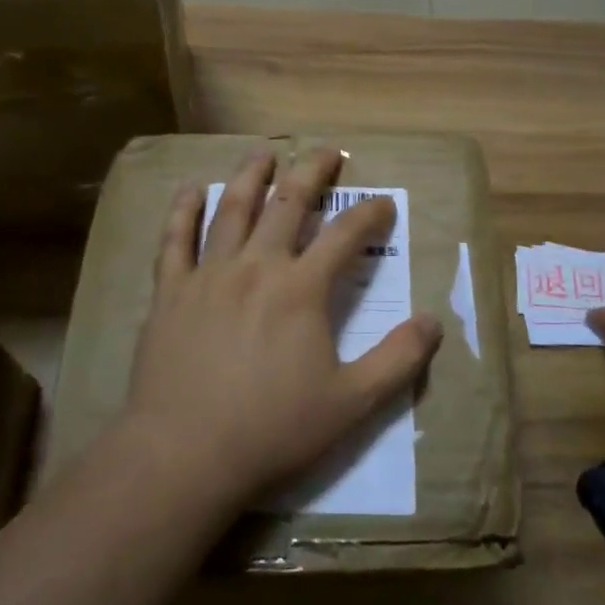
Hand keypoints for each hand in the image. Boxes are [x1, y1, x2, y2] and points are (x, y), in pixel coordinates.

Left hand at [123, 146, 442, 508]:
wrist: (186, 453)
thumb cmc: (273, 428)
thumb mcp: (352, 403)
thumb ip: (397, 360)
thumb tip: (433, 321)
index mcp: (301, 289)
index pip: (346, 236)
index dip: (370, 214)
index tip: (384, 203)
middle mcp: (257, 266)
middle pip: (288, 204)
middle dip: (312, 172)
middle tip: (327, 151)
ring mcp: (209, 274)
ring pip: (232, 209)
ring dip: (251, 176)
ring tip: (264, 152)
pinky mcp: (171, 292)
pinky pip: (175, 239)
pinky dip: (183, 210)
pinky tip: (189, 189)